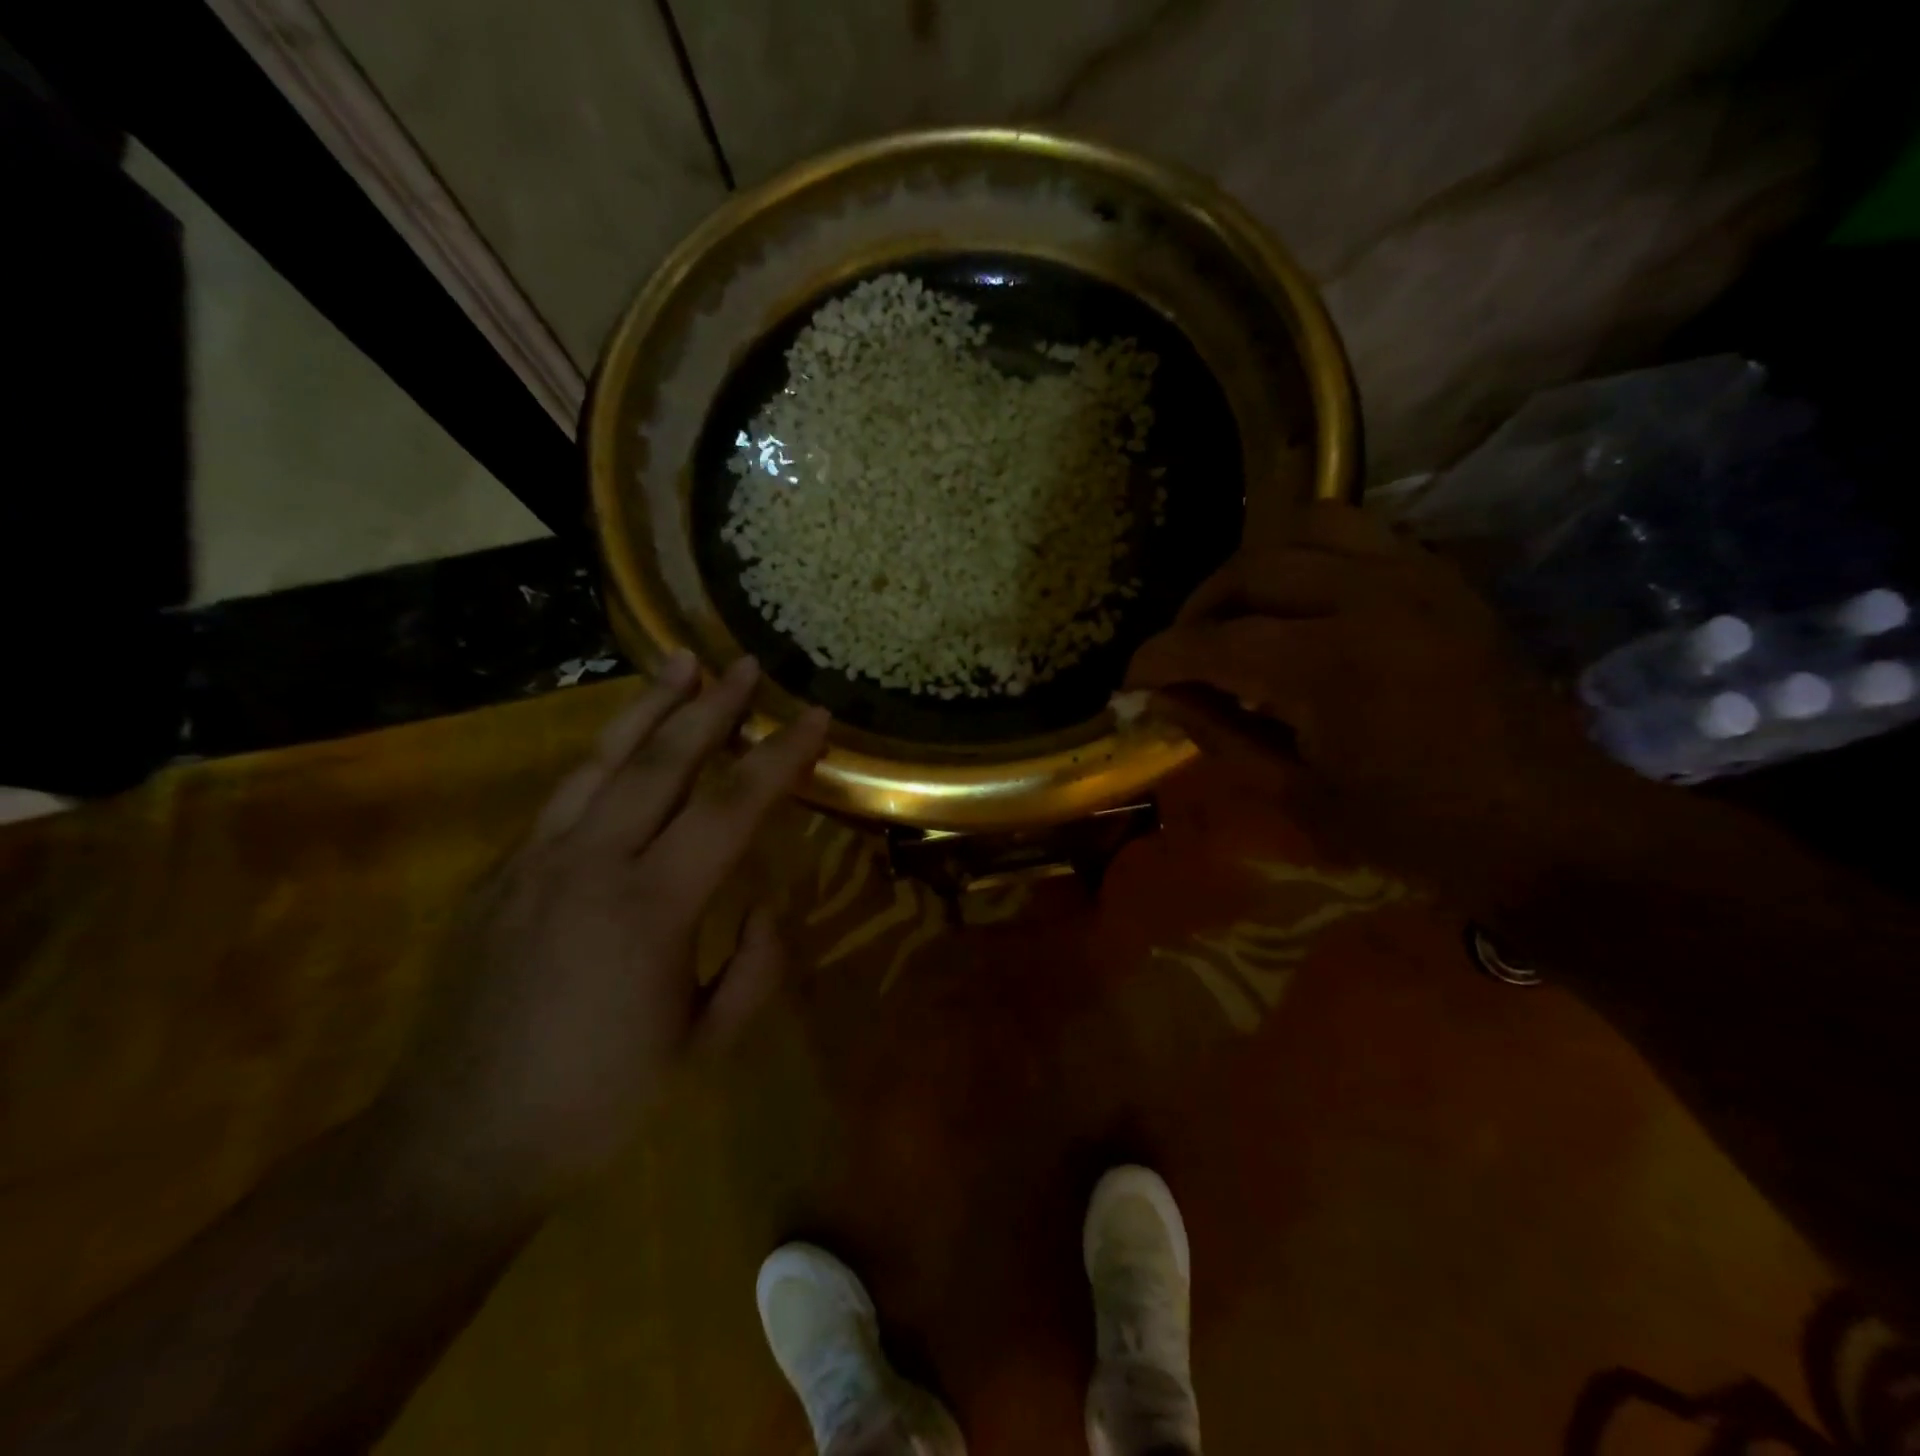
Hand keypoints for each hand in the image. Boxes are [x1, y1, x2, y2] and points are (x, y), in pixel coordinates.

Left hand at [381, 653, 828, 1213]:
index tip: (815, 717)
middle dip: (712, 707)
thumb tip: (765, 904)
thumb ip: (755, 967)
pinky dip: (602, 757)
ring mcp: (534, 863)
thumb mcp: (705, 1048)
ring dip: (647, 709)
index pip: (731, 808)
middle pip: (662, 762)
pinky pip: (561, 797)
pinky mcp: (499, 876)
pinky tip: (620, 745)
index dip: (779, 757)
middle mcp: (590, 865)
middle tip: (746, 664)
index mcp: (651, 908)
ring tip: (680, 664)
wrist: (454, 1147)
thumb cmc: (597, 1101)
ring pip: (600, 762)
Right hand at [1127, 502, 1633, 912]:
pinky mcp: (1444, 579)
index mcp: (1324, 667)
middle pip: (1251, 567)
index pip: (1209, 641)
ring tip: (1237, 611)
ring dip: (1253, 565)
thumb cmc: (1414, 831)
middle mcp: (1367, 600)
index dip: (1156, 658)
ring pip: (1306, 524)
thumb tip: (1157, 697)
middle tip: (1181, 653)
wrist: (1550, 826)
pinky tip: (1300, 601)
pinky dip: (1311, 555)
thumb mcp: (1297, 797)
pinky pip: (1360, 534)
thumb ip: (1219, 735)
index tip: (1128, 680)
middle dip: (1196, 608)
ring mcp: (1414, 578)